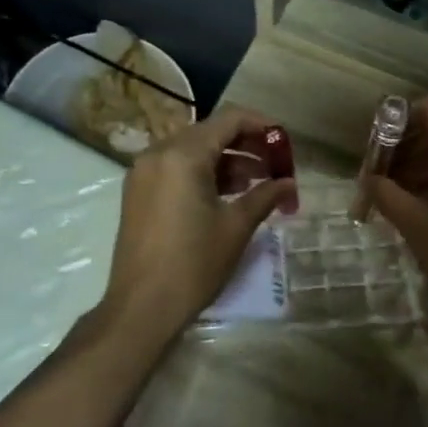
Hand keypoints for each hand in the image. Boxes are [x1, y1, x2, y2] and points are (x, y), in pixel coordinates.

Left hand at [101, 106, 294, 339]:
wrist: (141, 307)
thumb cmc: (194, 264)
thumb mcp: (236, 227)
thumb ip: (265, 196)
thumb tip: (289, 184)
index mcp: (182, 155)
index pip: (229, 120)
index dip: (261, 125)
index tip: (284, 144)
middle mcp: (158, 153)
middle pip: (209, 132)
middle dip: (245, 145)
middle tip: (275, 166)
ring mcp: (143, 173)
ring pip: (192, 151)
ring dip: (226, 161)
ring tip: (257, 184)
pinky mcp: (138, 192)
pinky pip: (176, 168)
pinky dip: (203, 173)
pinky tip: (227, 195)